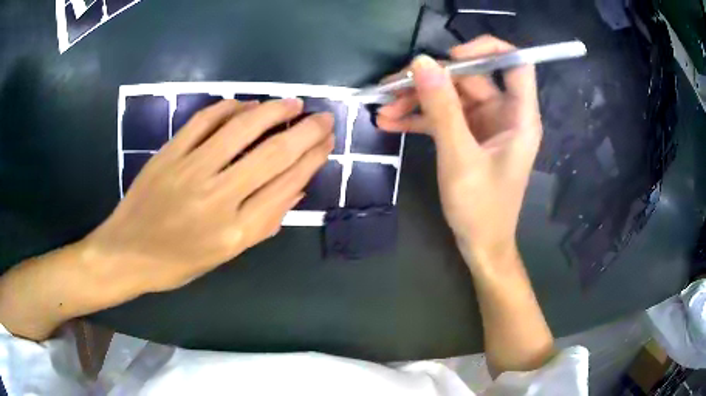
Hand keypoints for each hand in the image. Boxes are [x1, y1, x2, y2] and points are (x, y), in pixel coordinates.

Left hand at [83, 98, 333, 292]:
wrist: (127, 252)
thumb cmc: (177, 262)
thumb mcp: (225, 255)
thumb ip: (263, 222)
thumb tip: (296, 186)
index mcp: (234, 233)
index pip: (284, 186)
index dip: (311, 159)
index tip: (326, 142)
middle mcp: (216, 199)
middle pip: (272, 155)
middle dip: (305, 132)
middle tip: (324, 117)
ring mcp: (190, 171)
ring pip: (241, 129)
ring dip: (273, 111)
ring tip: (293, 103)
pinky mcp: (169, 153)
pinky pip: (204, 120)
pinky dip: (229, 107)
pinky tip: (246, 104)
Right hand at [377, 36, 541, 267]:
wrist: (480, 246)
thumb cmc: (481, 208)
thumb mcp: (459, 157)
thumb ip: (442, 108)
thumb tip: (421, 63)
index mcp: (519, 116)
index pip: (514, 63)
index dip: (486, 50)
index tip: (450, 57)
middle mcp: (505, 114)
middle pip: (470, 78)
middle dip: (430, 81)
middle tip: (391, 88)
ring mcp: (485, 125)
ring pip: (451, 97)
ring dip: (417, 101)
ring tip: (383, 109)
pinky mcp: (469, 137)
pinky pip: (444, 117)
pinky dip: (419, 118)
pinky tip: (390, 123)